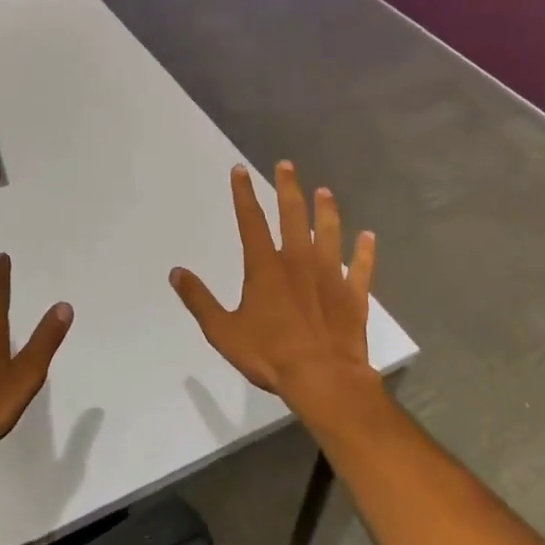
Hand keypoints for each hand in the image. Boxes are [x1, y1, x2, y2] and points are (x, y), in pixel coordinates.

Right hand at [170, 162, 375, 413]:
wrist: (324, 379)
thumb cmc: (269, 354)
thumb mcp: (222, 330)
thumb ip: (199, 300)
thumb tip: (176, 273)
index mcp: (265, 267)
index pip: (251, 221)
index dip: (243, 193)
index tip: (240, 170)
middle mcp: (298, 261)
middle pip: (293, 216)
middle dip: (288, 188)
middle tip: (286, 165)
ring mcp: (330, 276)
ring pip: (329, 233)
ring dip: (326, 211)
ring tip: (324, 191)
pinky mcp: (353, 295)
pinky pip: (361, 268)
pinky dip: (365, 252)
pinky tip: (369, 237)